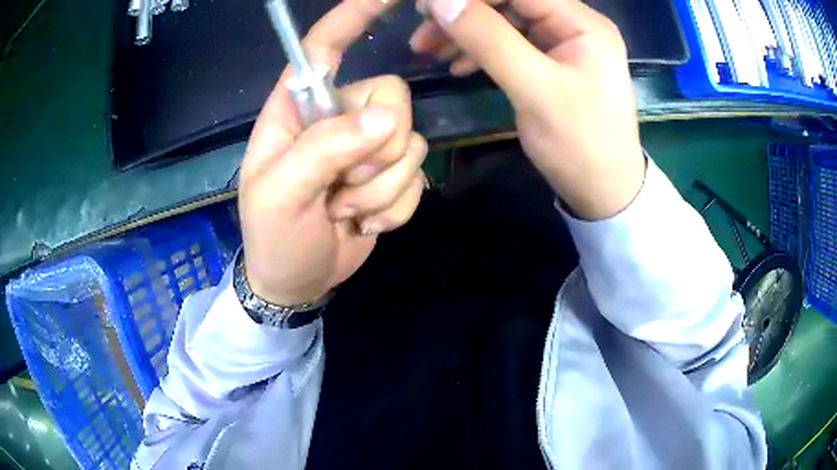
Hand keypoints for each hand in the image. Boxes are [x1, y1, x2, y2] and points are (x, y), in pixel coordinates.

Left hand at [239, 0, 426, 305]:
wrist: (298, 281)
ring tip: (344, 210)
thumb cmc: (273, 236)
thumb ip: (324, 149)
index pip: (322, 49)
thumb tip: (386, 119)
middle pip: (391, 97)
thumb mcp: (280, 195)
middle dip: (374, 153)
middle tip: (340, 188)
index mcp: (298, 110)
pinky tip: (365, 221)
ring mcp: (369, 147)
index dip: (351, 18)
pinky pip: (418, 177)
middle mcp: (338, 117)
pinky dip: (395, 208)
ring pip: (409, 143)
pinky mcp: (392, 176)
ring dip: (380, 190)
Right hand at [411, 0, 644, 219]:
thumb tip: (440, 1)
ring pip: (506, 22)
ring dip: (466, 32)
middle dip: (464, 12)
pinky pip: (511, 44)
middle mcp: (575, 25)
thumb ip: (489, 40)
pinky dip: (481, 50)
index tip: (427, 6)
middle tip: (422, 30)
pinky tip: (457, 65)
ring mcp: (563, 44)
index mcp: (582, 24)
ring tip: (429, 50)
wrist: (604, 192)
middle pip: (511, 3)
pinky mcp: (552, 63)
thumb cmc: (580, 144)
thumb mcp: (534, 90)